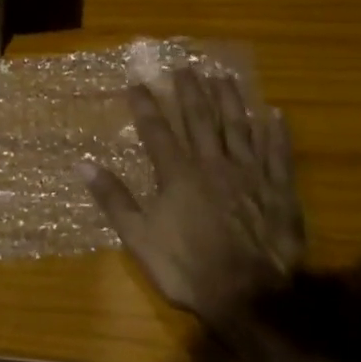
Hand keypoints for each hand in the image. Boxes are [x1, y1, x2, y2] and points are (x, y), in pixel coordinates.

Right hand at [78, 68, 304, 334]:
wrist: (249, 295)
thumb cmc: (188, 267)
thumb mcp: (139, 237)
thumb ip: (113, 198)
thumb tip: (81, 165)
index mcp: (178, 174)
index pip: (157, 131)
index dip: (146, 105)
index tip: (137, 81)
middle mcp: (213, 164)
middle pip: (200, 119)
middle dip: (190, 91)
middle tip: (184, 66)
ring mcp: (250, 174)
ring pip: (239, 127)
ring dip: (230, 99)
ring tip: (224, 76)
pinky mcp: (279, 190)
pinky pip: (278, 153)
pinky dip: (277, 132)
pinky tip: (275, 113)